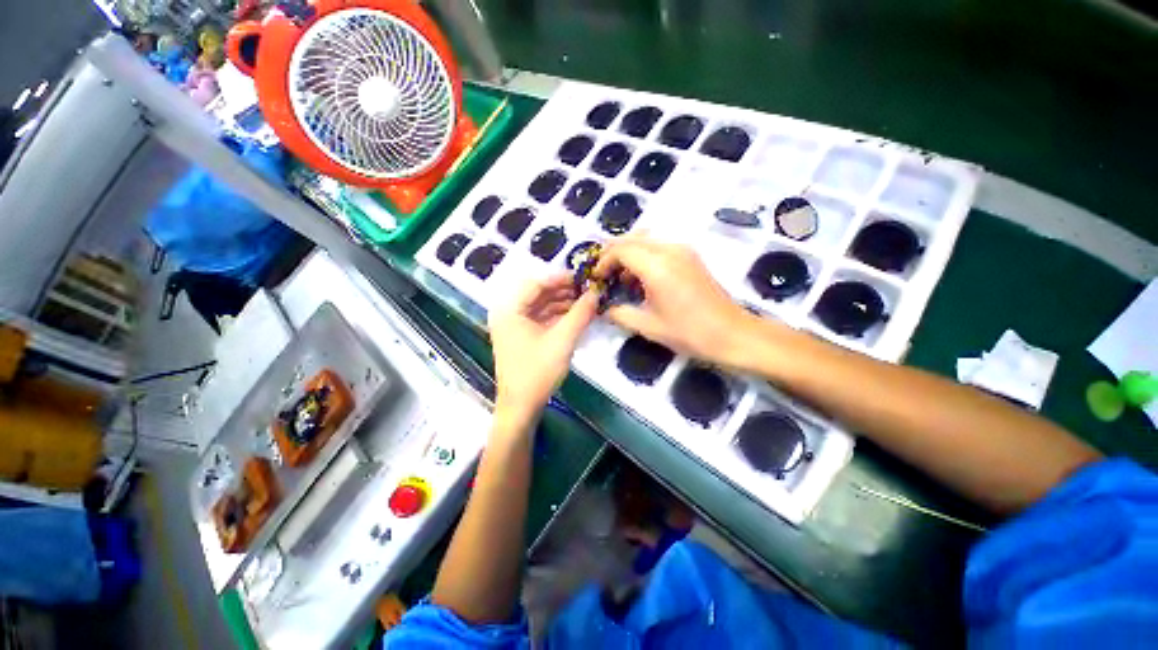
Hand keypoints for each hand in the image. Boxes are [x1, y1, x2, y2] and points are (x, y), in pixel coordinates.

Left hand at [488, 275, 597, 424]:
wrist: (521, 407)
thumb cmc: (537, 372)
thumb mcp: (562, 341)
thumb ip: (580, 314)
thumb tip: (596, 293)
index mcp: (510, 310)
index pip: (536, 283)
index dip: (561, 278)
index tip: (584, 279)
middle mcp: (508, 313)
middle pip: (538, 293)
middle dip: (564, 291)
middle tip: (588, 291)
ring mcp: (514, 325)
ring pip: (541, 306)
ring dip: (563, 303)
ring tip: (586, 303)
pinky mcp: (521, 336)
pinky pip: (541, 318)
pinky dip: (558, 316)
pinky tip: (576, 317)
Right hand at [594, 236, 767, 368]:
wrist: (733, 334)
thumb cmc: (689, 332)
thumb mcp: (648, 327)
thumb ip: (620, 314)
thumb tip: (604, 309)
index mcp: (656, 266)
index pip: (621, 250)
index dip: (603, 261)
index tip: (596, 278)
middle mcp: (669, 250)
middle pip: (632, 238)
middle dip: (613, 253)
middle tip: (604, 274)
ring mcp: (683, 251)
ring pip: (646, 240)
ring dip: (629, 254)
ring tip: (622, 279)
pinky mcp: (691, 257)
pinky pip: (660, 247)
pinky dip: (644, 256)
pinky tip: (643, 279)